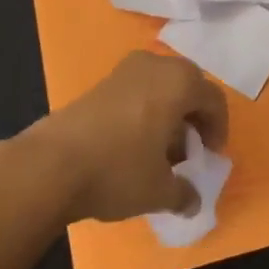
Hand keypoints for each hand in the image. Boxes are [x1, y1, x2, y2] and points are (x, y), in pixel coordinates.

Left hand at [27, 52, 228, 223]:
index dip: (218, 129)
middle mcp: (156, 66)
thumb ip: (184, 193)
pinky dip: (144, 111)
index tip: (211, 156)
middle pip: (188, 86)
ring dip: (168, 113)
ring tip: (160, 150)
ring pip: (160, 87)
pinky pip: (137, 91)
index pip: (214, 99)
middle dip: (193, 117)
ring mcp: (125, 70)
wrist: (51, 164)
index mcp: (180, 82)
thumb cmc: (118, 170)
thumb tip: (193, 201)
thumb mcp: (159, 191)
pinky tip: (133, 144)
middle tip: (189, 150)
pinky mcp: (100, 83)